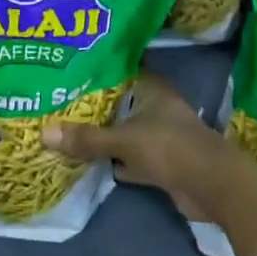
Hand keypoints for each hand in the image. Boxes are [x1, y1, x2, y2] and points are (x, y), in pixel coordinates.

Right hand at [43, 74, 256, 225]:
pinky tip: (88, 160)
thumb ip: (87, 139)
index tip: (69, 68)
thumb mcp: (124, 141)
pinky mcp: (161, 162)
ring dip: (104, 133)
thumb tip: (43, 133)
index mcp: (152, 90)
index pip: (121, 70)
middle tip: (58, 99)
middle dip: (94, 104)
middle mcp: (156, 107)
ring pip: (124, 130)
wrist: (213, 187)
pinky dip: (114, 160)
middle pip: (120, 102)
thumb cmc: (170, 148)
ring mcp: (160, 135)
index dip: (98, 69)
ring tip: (66, 128)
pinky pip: (129, 156)